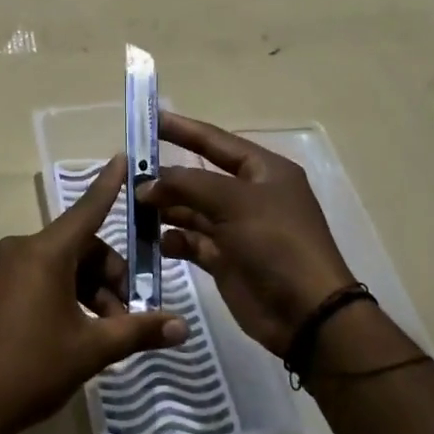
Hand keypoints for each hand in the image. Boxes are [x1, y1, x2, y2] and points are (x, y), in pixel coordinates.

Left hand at [0, 155, 187, 433]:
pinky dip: (64, 297)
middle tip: (127, 319)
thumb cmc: (30, 369)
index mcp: (45, 253)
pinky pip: (38, 280)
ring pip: (60, 267)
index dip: (109, 185)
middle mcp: (21, 250)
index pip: (87, 209)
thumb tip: (182, 327)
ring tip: (105, 335)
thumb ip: (137, 331)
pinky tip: (75, 334)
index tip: (122, 158)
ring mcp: (1, 271)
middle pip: (80, 248)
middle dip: (110, 278)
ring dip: (89, 293)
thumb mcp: (91, 349)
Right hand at [137, 113, 359, 356]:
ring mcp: (237, 229)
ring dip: (164, 209)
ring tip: (134, 208)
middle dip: (166, 177)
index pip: (215, 141)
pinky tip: (157, 242)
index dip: (182, 130)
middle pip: (198, 178)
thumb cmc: (276, 243)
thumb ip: (187, 186)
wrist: (306, 313)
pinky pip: (192, 242)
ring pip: (191, 210)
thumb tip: (146, 184)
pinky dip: (173, 240)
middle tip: (127, 175)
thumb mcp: (234, 202)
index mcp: (263, 171)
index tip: (147, 120)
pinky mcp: (226, 260)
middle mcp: (249, 196)